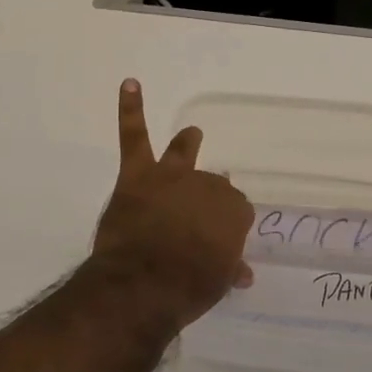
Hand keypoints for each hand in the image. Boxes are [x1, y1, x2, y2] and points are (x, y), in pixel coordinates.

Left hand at [89, 80, 253, 327]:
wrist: (143, 284)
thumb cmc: (188, 288)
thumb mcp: (218, 283)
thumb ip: (229, 269)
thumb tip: (241, 273)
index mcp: (232, 212)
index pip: (237, 209)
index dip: (228, 223)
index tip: (221, 238)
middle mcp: (206, 186)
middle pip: (212, 184)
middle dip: (208, 197)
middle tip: (198, 216)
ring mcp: (171, 176)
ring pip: (182, 154)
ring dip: (186, 145)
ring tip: (191, 136)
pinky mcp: (137, 175)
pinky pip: (134, 136)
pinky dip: (131, 108)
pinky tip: (130, 84)